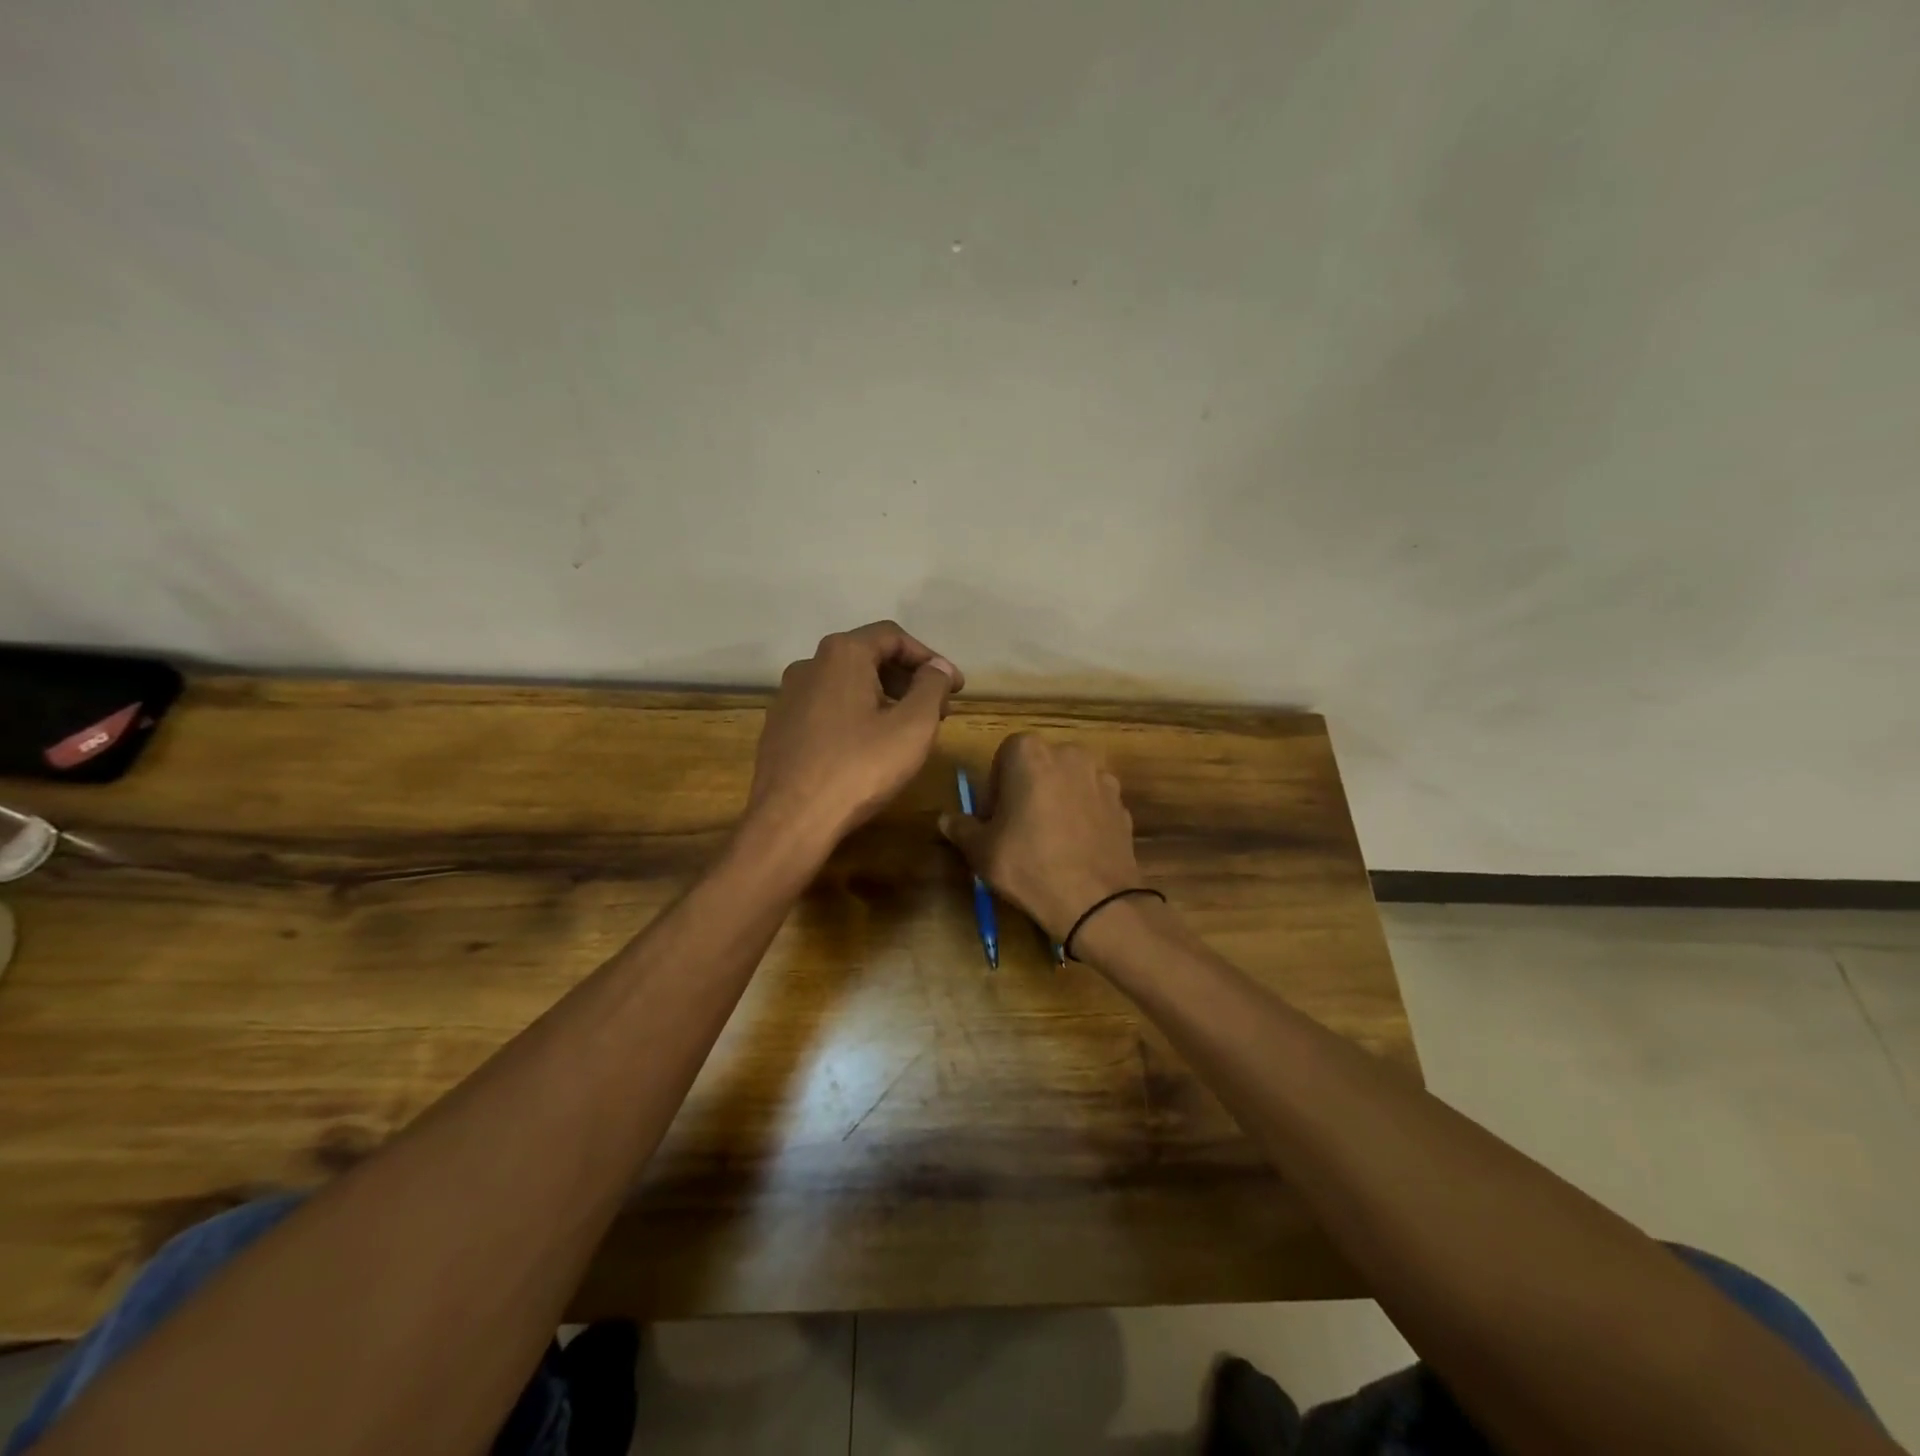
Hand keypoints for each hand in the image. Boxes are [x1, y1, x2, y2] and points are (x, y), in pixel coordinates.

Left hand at [744, 621, 962, 850]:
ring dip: (882, 698)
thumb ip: (932, 688)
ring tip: (906, 730)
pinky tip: (868, 746)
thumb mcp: (913, 727)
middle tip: (937, 709)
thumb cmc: (859, 768)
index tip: (955, 687)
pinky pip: (826, 708)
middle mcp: (810, 664)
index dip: (930, 658)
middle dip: (907, 679)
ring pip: (846, 684)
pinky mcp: (779, 726)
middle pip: (868, 657)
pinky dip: (855, 715)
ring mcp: (788, 695)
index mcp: (842, 654)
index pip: (893, 637)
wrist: (791, 820)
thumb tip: (938, 668)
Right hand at [939, 733, 1144, 942]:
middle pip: (1039, 765)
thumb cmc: (1028, 864)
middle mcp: (1069, 754)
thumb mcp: (981, 850)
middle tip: (1016, 828)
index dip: (995, 787)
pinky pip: (1091, 803)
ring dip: (1055, 801)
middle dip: (1026, 789)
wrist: (1096, 900)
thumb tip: (947, 819)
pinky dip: (1081, 817)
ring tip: (1048, 840)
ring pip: (1068, 783)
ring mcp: (1101, 777)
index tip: (993, 818)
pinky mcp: (1122, 804)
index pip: (1003, 756)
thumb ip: (962, 828)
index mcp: (1030, 753)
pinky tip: (1074, 849)